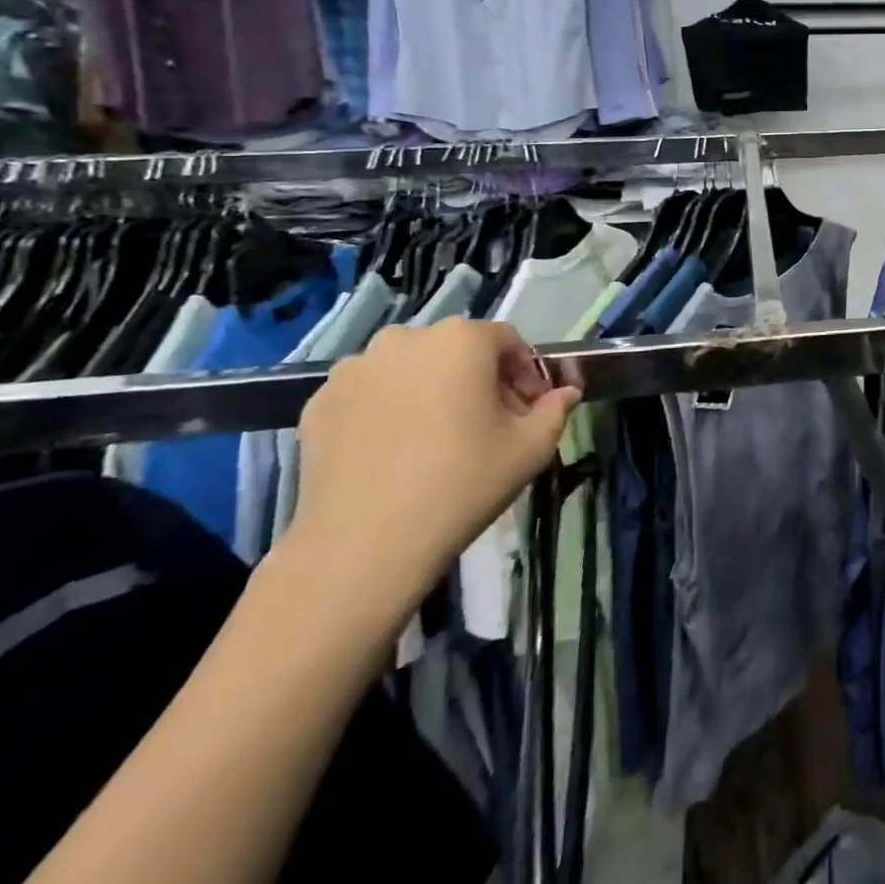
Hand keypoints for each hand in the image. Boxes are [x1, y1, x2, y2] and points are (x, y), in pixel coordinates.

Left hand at [285, 319, 579, 619]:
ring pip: (410, 369)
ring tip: (436, 438)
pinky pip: (369, 393)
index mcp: (462, 339)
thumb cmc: (462, 484)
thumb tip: (565, 393)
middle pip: (456, 350)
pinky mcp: (319, 401)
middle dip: (478, 379)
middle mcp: (406, 338)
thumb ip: (556, 410)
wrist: (364, 545)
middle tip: (487, 424)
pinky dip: (387, 409)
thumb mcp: (531, 448)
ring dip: (430, 390)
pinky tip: (394, 451)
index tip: (528, 409)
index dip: (525, 372)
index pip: (507, 341)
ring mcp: (355, 368)